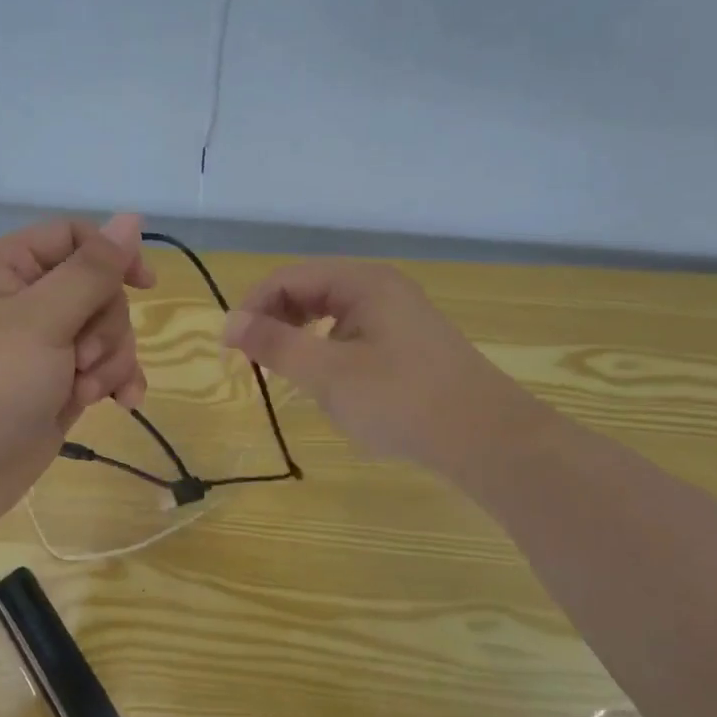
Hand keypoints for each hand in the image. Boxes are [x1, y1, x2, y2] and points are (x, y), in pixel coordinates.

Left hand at [0, 214, 155, 536]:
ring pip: (104, 331)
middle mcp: (23, 301)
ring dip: (110, 359)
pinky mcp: (54, 385)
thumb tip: (131, 218)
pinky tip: (124, 403)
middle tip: (84, 357)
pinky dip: (114, 381)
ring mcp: (40, 347)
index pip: (72, 238)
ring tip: (87, 390)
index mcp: (5, 268)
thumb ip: (92, 270)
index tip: (143, 284)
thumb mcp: (42, 319)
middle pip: (96, 288)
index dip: (111, 255)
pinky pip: (101, 368)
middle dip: (106, 324)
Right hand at [222, 260, 534, 474]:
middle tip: (255, 360)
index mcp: (362, 282)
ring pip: (330, 313)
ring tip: (287, 371)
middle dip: (275, 320)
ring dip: (300, 336)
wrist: (487, 438)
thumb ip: (275, 344)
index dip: (253, 307)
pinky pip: (353, 333)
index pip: (288, 278)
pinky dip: (327, 350)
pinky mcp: (409, 343)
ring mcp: (399, 315)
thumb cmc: (401, 400)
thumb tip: (229, 323)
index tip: (231, 347)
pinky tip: (330, 382)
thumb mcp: (327, 373)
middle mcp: (381, 288)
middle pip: (309, 289)